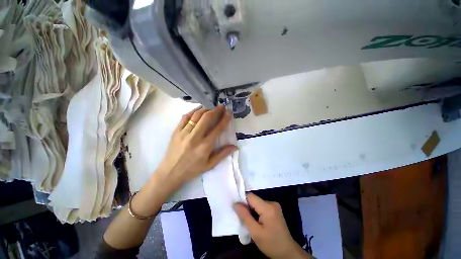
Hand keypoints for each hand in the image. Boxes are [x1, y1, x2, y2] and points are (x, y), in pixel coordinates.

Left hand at [157, 105, 236, 188]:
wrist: (171, 172)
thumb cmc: (192, 169)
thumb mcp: (210, 165)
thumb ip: (223, 154)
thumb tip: (235, 146)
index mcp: (205, 146)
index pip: (217, 129)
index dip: (224, 119)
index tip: (229, 113)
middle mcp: (195, 137)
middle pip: (207, 118)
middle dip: (216, 110)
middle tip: (221, 106)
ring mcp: (184, 133)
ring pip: (196, 115)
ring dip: (205, 109)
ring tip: (211, 107)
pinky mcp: (176, 131)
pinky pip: (185, 117)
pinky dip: (193, 111)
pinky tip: (198, 110)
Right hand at [234, 194, 311, 258]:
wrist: (287, 252)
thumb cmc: (271, 244)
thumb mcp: (255, 232)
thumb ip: (245, 216)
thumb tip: (235, 204)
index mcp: (267, 207)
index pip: (250, 196)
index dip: (242, 201)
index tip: (236, 209)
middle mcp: (272, 202)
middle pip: (254, 199)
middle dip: (247, 207)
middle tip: (242, 218)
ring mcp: (274, 205)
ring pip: (257, 203)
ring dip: (252, 209)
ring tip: (250, 221)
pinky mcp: (275, 209)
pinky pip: (262, 206)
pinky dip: (257, 211)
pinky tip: (256, 220)